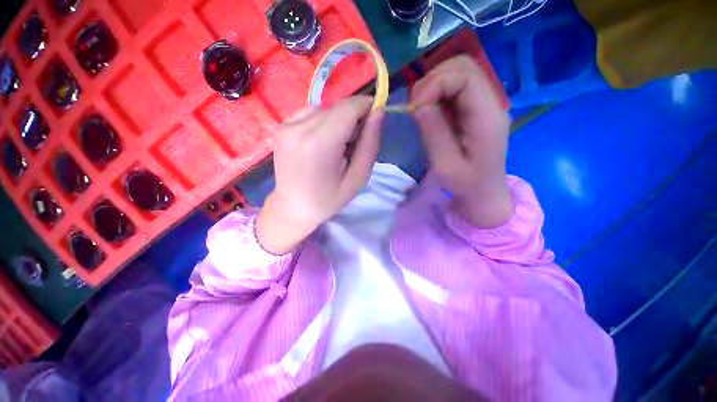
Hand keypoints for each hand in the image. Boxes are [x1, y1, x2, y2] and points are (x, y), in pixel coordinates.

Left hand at [257, 96, 384, 253]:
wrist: (292, 207)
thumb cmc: (329, 199)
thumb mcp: (358, 177)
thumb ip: (370, 143)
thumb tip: (378, 111)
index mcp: (319, 144)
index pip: (349, 107)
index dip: (365, 107)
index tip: (373, 121)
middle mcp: (298, 128)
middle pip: (337, 107)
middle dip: (352, 119)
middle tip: (352, 144)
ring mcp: (285, 126)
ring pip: (324, 109)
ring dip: (336, 122)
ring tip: (334, 147)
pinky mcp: (280, 127)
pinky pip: (309, 114)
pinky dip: (321, 123)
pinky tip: (318, 144)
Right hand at [410, 55, 512, 227]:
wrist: (484, 191)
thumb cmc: (466, 183)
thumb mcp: (445, 164)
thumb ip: (433, 132)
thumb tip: (417, 104)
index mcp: (487, 118)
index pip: (466, 77)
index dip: (436, 84)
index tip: (416, 108)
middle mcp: (491, 103)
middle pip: (464, 66)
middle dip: (433, 80)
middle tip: (416, 107)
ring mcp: (485, 103)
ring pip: (459, 72)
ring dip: (434, 85)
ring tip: (421, 109)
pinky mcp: (476, 108)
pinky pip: (456, 87)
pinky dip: (438, 93)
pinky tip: (430, 111)